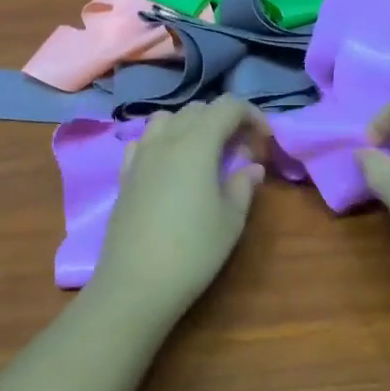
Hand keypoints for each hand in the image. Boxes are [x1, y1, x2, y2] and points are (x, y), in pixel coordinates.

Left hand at [90, 98, 269, 319]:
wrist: (136, 283)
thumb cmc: (193, 251)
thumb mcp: (231, 220)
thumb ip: (243, 185)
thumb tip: (252, 167)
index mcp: (197, 143)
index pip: (228, 107)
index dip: (252, 115)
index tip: (265, 140)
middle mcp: (166, 139)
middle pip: (199, 109)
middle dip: (225, 120)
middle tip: (241, 151)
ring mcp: (141, 155)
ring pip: (168, 118)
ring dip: (192, 125)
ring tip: (206, 153)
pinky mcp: (125, 174)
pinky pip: (145, 140)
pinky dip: (163, 141)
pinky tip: (170, 165)